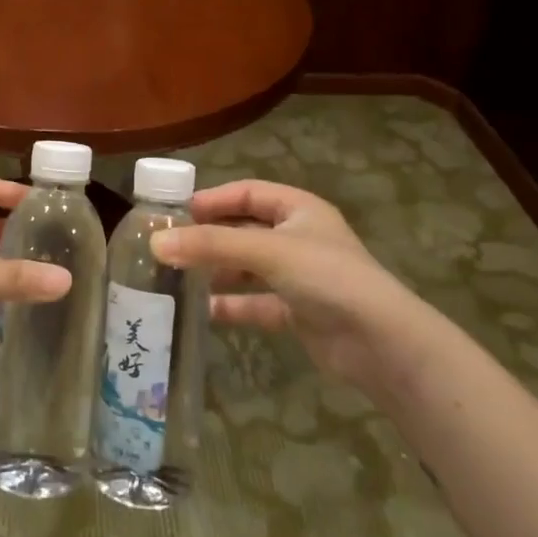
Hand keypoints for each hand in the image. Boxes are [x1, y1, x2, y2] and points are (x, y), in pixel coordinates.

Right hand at [152, 179, 426, 389]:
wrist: (381, 344)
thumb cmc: (327, 278)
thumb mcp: (267, 251)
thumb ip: (212, 245)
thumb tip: (156, 243)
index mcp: (299, 209)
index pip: (248, 193)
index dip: (213, 199)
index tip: (175, 212)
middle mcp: (299, 238)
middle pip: (244, 230)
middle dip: (209, 237)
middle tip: (168, 246)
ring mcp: (299, 277)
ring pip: (247, 267)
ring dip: (217, 271)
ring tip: (177, 277)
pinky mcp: (298, 312)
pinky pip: (255, 302)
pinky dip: (232, 305)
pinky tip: (202, 312)